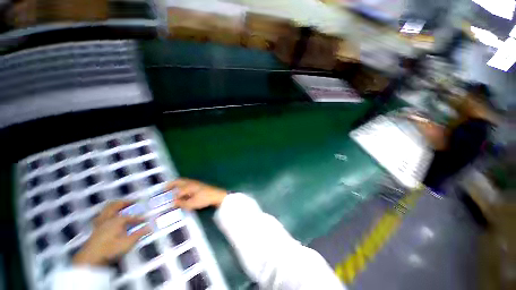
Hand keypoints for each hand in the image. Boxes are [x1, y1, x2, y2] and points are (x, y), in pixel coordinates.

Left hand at [73, 201, 150, 265]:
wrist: (90, 259)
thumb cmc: (110, 249)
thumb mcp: (128, 242)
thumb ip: (139, 233)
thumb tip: (151, 226)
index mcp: (117, 220)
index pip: (130, 216)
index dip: (139, 217)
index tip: (145, 219)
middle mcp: (108, 219)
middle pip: (114, 206)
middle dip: (123, 202)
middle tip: (131, 201)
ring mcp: (99, 224)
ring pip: (105, 210)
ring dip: (113, 207)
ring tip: (119, 206)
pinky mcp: (94, 231)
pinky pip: (101, 217)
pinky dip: (107, 214)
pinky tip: (108, 218)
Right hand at [168, 178, 227, 209]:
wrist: (216, 195)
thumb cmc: (204, 199)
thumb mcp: (192, 204)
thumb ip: (182, 203)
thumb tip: (173, 203)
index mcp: (188, 186)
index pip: (177, 192)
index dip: (173, 198)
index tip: (169, 203)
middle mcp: (191, 183)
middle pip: (179, 181)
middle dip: (171, 184)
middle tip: (164, 188)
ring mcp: (195, 183)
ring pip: (184, 181)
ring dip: (177, 184)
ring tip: (171, 188)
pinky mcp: (199, 184)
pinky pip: (187, 183)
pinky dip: (182, 185)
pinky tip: (182, 191)